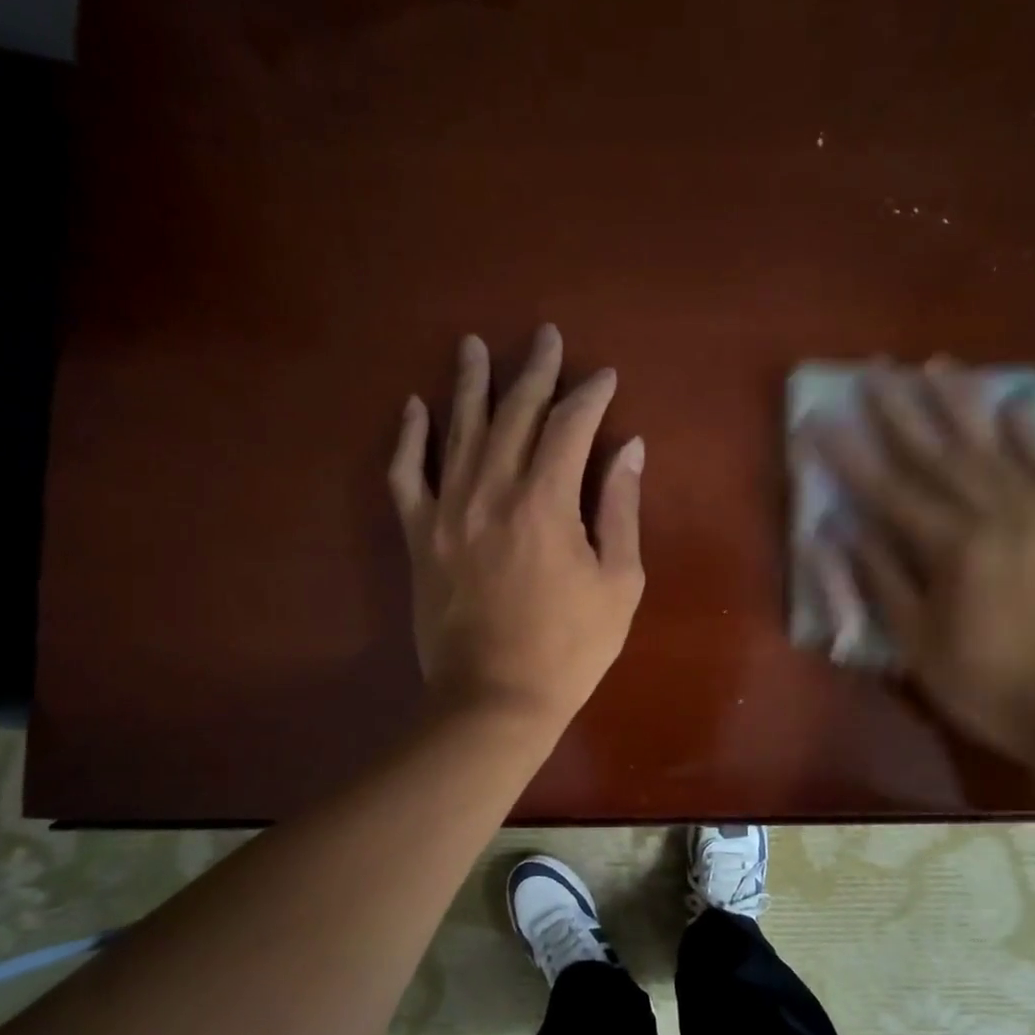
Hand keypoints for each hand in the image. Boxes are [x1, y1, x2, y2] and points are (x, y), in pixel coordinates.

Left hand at [390, 325, 644, 733]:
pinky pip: (406, 475)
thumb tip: (629, 448)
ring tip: (473, 346)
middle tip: (545, 337)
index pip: (569, 426)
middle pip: (513, 414)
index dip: (590, 395)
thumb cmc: (570, 646)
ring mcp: (447, 511)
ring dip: (469, 384)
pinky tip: (415, 408)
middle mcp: (491, 491)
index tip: (604, 378)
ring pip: (457, 430)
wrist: (495, 698)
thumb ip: (620, 508)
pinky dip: (410, 439)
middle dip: (534, 372)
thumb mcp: (618, 581)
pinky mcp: (418, 536)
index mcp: (545, 501)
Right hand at [805, 362, 1034, 772]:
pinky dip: (1031, 434)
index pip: (886, 490)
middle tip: (873, 370)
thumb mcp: (919, 645)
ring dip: (960, 403)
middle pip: (937, 453)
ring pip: (992, 446)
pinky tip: (1015, 405)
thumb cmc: (992, 686)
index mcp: (952, 548)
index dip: (847, 455)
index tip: (817, 421)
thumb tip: (841, 531)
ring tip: (935, 365)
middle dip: (900, 410)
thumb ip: (882, 580)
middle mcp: (995, 515)